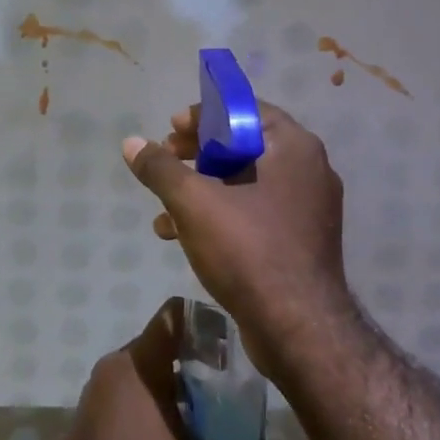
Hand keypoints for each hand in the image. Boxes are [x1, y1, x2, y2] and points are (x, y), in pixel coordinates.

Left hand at [42, 298, 290, 439]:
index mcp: (139, 364)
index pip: (175, 315)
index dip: (209, 323)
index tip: (238, 347)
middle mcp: (116, 366)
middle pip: (166, 344)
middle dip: (202, 361)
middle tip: (237, 389)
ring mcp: (99, 390)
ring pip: (149, 370)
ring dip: (180, 387)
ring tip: (215, 417)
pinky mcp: (93, 413)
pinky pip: (133, 391)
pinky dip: (158, 402)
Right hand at [121, 101, 353, 373]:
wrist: (298, 329)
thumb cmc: (248, 250)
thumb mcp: (193, 203)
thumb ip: (160, 169)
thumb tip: (131, 143)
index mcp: (293, 147)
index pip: (245, 110)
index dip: (203, 116)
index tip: (170, 130)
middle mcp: (308, 170)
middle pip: (243, 146)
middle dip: (196, 155)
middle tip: (166, 162)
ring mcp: (306, 208)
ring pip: (244, 183)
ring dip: (200, 189)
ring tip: (162, 210)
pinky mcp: (298, 241)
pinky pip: (253, 213)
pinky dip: (218, 215)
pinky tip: (180, 236)